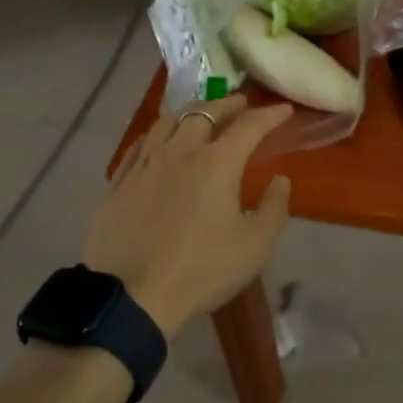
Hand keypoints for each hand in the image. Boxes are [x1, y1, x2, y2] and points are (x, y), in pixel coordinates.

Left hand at [85, 95, 294, 338]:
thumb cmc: (201, 270)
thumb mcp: (254, 246)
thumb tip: (280, 180)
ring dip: (190, 114)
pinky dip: (157, 135)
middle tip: (241, 104)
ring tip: (199, 117)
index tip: (283, 110)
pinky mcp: (119, 183)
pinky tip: (158, 143)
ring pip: (167, 122)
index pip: (249, 126)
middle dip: (227, 104)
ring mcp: (145, 165)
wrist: (131, 298)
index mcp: (217, 162)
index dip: (269, 114)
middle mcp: (180, 151)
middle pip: (204, 112)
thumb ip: (273, 208)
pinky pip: (140, 145)